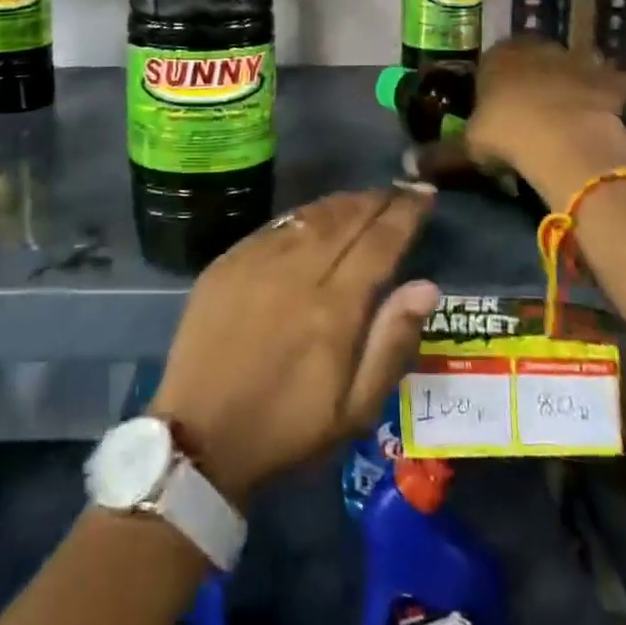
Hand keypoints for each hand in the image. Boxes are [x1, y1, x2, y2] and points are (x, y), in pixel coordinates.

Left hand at [150, 187, 440, 506]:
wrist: (199, 435)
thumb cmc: (286, 428)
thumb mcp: (353, 410)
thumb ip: (391, 343)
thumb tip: (426, 286)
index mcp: (333, 309)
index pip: (379, 243)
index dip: (405, 214)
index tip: (424, 194)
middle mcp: (296, 272)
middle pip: (345, 219)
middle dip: (377, 200)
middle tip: (400, 189)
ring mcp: (257, 261)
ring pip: (310, 216)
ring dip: (342, 202)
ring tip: (365, 198)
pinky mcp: (228, 262)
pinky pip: (275, 225)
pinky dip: (304, 215)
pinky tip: (314, 217)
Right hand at [418, 37, 625, 207]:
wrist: (567, 140)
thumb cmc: (508, 134)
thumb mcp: (467, 147)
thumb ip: (440, 154)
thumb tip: (408, 166)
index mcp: (497, 57)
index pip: (491, 61)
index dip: (493, 84)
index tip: (495, 107)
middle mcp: (536, 48)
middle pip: (532, 59)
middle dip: (532, 79)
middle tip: (530, 112)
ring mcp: (577, 59)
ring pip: (570, 66)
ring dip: (569, 83)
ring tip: (566, 116)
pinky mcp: (611, 78)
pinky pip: (608, 84)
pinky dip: (606, 97)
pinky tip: (601, 119)